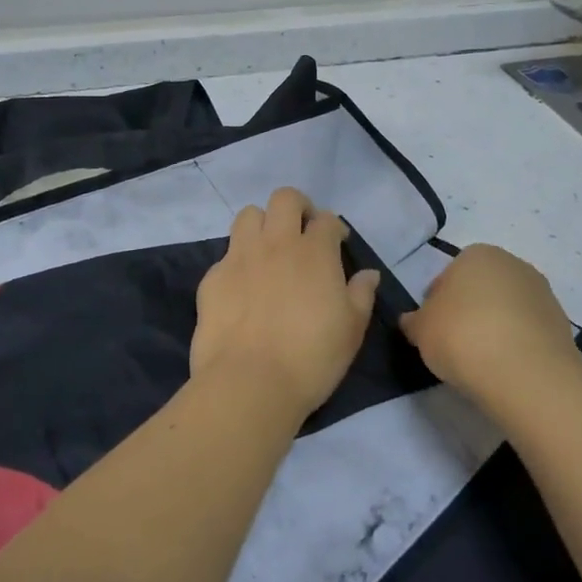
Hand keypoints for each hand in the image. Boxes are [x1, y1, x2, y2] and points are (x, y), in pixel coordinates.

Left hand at [191, 188, 380, 422]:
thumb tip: (368, 274)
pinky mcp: (213, 277)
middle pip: (284, 198)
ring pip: (248, 215)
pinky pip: (226, 254)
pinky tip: (243, 287)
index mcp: (315, 252)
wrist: (249, 382)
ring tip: (268, 249)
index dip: (334, 227)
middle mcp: (276, 243)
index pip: (327, 219)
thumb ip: (361, 295)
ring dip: (262, 224)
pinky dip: (238, 262)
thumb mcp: (352, 330)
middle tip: (302, 231)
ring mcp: (240, 257)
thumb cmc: (312, 358)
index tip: (337, 242)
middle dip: (297, 207)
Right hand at [400, 245, 581, 405]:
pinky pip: (527, 331)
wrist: (525, 373)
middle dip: (468, 311)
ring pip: (506, 309)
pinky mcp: (562, 324)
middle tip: (455, 344)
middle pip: (481, 289)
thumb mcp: (420, 330)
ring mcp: (542, 293)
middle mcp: (512, 264)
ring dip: (494, 327)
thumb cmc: (462, 337)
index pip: (448, 276)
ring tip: (482, 361)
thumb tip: (413, 322)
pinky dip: (516, 344)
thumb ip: (414, 322)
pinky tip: (506, 368)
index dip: (437, 303)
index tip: (434, 330)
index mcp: (476, 254)